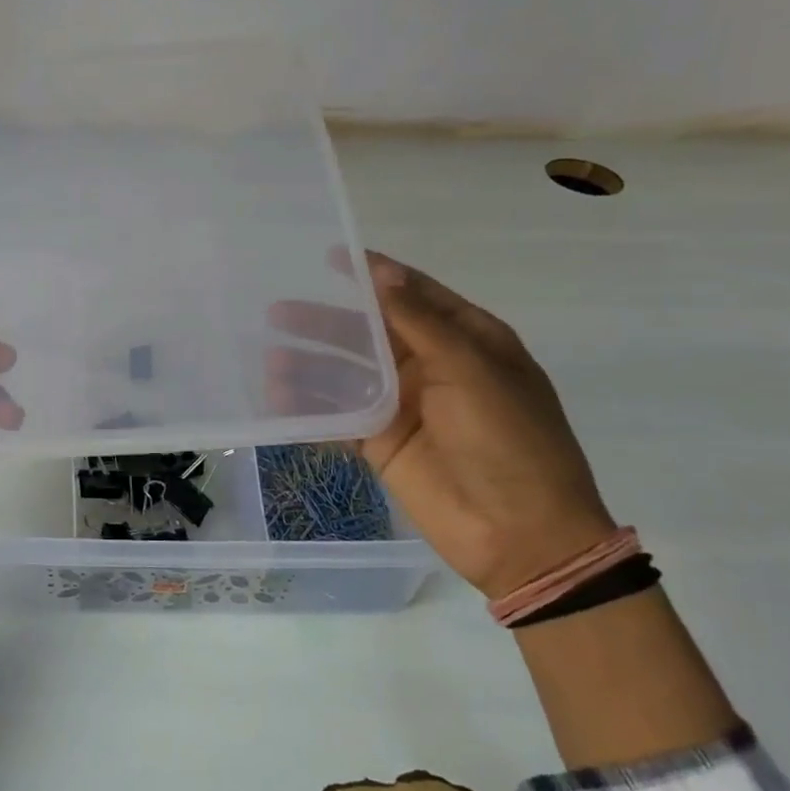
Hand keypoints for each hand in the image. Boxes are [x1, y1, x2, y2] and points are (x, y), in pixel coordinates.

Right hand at [269, 252, 613, 598]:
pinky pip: (338, 417)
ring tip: (269, 359)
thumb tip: (383, 272)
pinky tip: (278, 400)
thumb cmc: (507, 440)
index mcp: (466, 341)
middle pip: (368, 333)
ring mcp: (403, 406)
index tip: (331, 257)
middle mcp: (431, 367)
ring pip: (347, 374)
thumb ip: (419, 321)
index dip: (374, 275)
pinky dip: (309, 408)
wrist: (520, 533)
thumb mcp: (469, 369)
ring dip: (309, 365)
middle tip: (276, 312)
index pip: (413, 295)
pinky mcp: (381, 442)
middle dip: (325, 321)